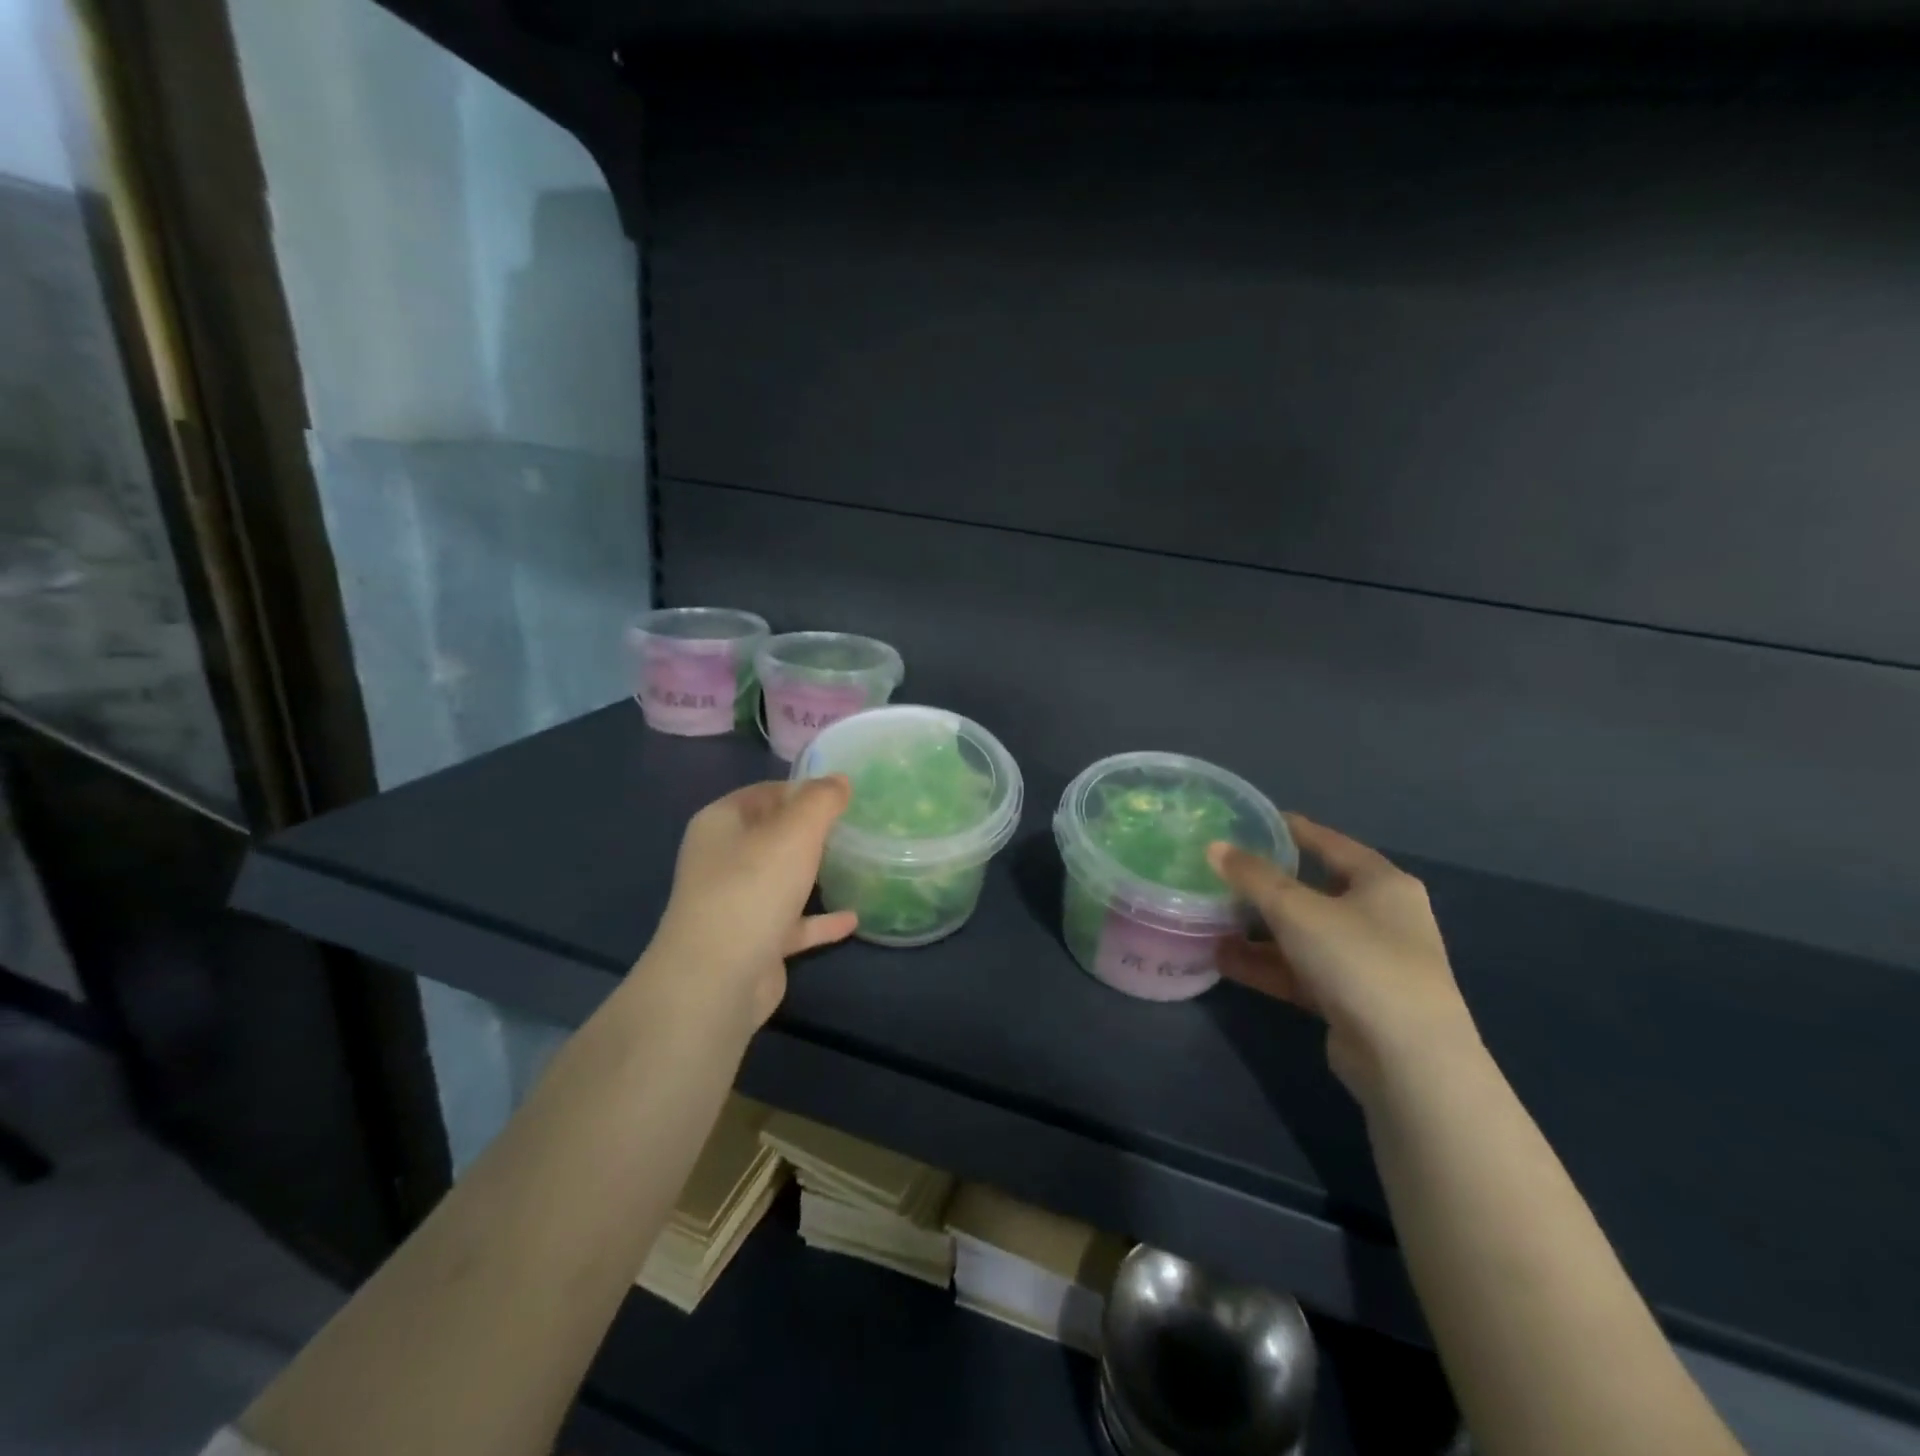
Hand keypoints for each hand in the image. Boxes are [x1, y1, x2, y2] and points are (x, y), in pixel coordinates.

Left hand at [643, 777, 858, 1029]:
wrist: (717, 979)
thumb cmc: (753, 888)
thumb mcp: (795, 831)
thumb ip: (821, 800)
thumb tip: (839, 780)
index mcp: (721, 823)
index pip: (766, 792)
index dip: (803, 789)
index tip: (844, 794)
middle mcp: (722, 859)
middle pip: (773, 835)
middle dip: (811, 831)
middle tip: (856, 826)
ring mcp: (735, 903)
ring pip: (781, 879)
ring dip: (814, 874)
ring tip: (856, 864)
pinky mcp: (753, 942)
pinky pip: (792, 923)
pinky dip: (819, 921)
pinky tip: (852, 919)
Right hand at [1208, 816, 1479, 1101]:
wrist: (1408, 1060)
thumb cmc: (1359, 960)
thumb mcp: (1297, 909)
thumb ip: (1252, 876)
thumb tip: (1214, 847)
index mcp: (1382, 883)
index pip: (1330, 842)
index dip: (1290, 829)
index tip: (1250, 821)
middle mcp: (1380, 917)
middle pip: (1313, 890)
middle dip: (1266, 885)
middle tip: (1221, 872)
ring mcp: (1367, 962)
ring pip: (1302, 935)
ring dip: (1259, 930)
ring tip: (1211, 919)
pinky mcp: (1352, 1001)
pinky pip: (1299, 971)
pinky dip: (1266, 965)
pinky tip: (1223, 960)